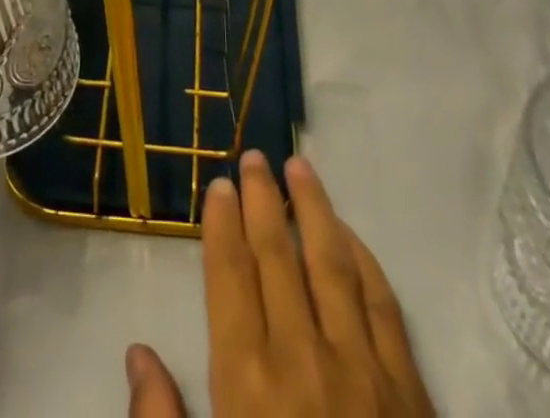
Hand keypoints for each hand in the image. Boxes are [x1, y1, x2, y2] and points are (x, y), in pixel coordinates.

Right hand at [126, 152, 436, 417]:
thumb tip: (138, 354)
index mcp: (249, 386)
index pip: (231, 277)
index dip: (222, 225)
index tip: (220, 184)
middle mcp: (303, 361)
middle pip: (278, 256)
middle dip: (263, 200)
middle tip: (255, 155)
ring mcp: (364, 373)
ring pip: (333, 264)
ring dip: (315, 209)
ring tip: (301, 166)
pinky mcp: (412, 394)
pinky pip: (385, 307)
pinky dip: (366, 261)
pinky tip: (351, 235)